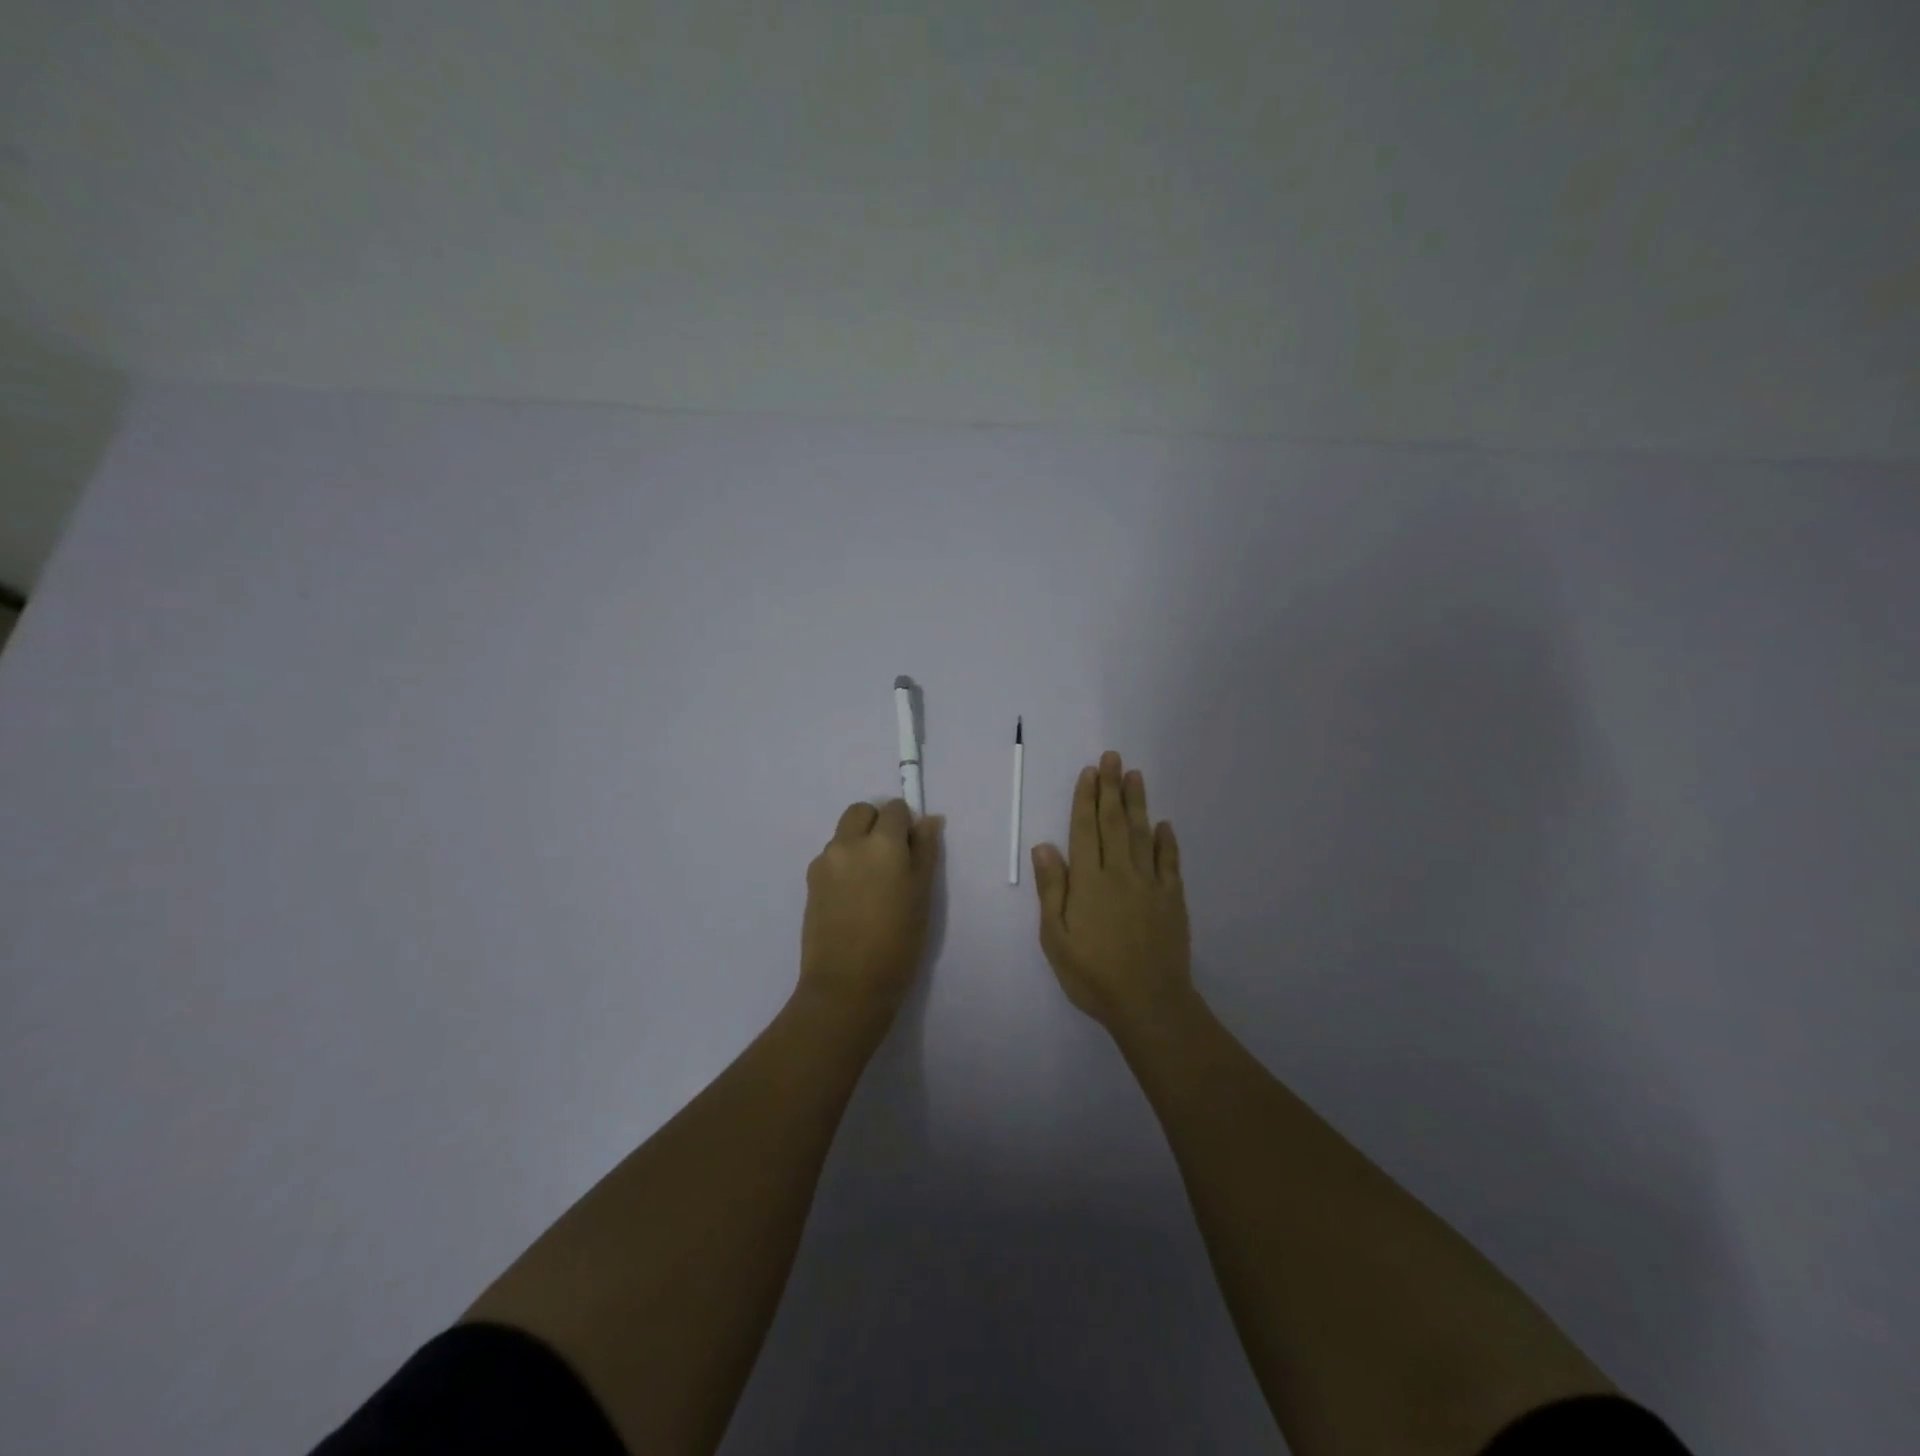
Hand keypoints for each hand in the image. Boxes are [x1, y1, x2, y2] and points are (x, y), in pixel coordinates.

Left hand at [798, 799, 943, 1019]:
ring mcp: (824, 861)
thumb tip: (928, 820)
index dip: (906, 824)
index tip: (912, 850)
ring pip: (843, 834)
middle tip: (891, 860)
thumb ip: (925, 851)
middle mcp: (848, 842)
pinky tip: (853, 898)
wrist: (847, 984)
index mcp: (882, 842)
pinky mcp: (810, 881)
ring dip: (858, 844)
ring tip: (871, 884)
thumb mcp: (922, 894)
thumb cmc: (898, 941)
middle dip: (877, 824)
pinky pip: (830, 858)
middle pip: (861, 812)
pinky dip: (843, 864)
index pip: (894, 809)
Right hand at [1032, 750, 1191, 1030]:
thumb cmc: (1092, 974)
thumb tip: (1043, 846)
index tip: (1089, 772)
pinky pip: (1170, 862)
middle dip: (1111, 788)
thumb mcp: (1056, 938)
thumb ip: (1051, 890)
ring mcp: (1150, 885)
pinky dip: (1167, 841)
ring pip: (1143, 834)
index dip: (1086, 799)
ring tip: (1135, 775)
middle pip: (1114, 823)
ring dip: (1138, 803)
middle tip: (1112, 757)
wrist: (1149, 1003)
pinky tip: (1164, 825)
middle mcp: (1120, 873)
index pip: (1085, 830)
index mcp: (1089, 881)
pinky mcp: (1173, 900)